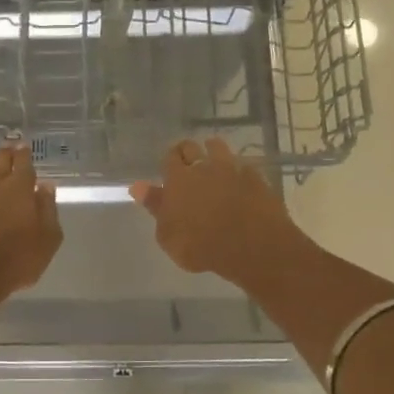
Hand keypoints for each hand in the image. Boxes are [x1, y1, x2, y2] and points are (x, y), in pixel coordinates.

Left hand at [0, 144, 62, 326]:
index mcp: (20, 189)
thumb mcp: (46, 241)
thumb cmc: (14, 261)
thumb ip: (48, 210)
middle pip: (0, 161)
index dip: (24, 154)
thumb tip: (46, 186)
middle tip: (8, 147)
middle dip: (6, 152)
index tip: (24, 146)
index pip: (24, 164)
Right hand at [131, 138, 300, 284]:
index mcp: (178, 179)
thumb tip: (138, 186)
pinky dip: (237, 170)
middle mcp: (203, 166)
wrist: (251, 246)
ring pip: (218, 148)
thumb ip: (155, 207)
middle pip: (192, 147)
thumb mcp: (168, 235)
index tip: (170, 168)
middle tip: (188, 165)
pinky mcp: (255, 177)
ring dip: (213, 152)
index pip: (170, 157)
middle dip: (188, 152)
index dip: (169, 160)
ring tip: (214, 166)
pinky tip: (239, 181)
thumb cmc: (201, 246)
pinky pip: (242, 166)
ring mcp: (232, 169)